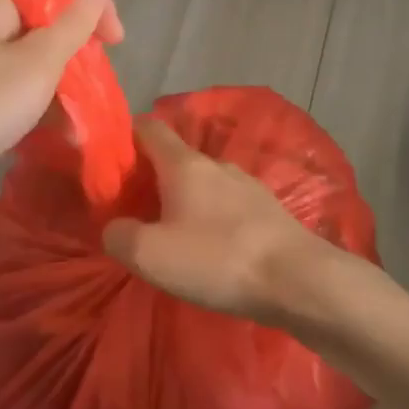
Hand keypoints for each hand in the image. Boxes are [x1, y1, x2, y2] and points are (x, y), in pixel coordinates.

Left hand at [0, 0, 123, 221]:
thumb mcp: (38, 62)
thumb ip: (74, 19)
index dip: (91, 6)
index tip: (116, 43)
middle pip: (45, 22)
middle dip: (79, 51)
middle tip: (99, 85)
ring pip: (33, 60)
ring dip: (63, 85)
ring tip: (84, 118)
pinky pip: (14, 90)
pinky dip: (39, 106)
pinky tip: (59, 134)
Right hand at [101, 118, 324, 320]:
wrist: (298, 280)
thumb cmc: (217, 259)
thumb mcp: (150, 255)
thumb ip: (119, 235)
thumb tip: (115, 228)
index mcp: (185, 164)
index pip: (149, 128)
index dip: (126, 138)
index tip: (110, 165)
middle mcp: (218, 165)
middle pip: (176, 159)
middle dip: (153, 179)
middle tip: (135, 212)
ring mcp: (248, 186)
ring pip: (205, 184)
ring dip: (185, 202)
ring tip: (173, 236)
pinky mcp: (269, 212)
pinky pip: (228, 207)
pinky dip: (212, 220)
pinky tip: (211, 250)